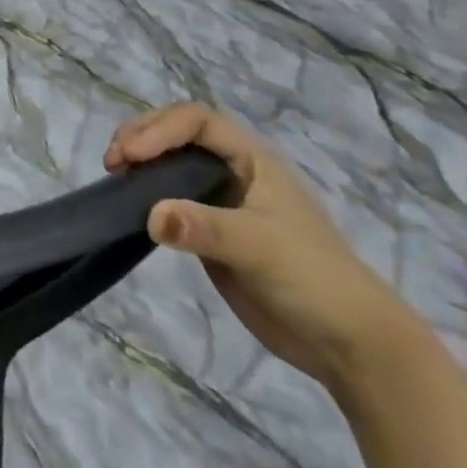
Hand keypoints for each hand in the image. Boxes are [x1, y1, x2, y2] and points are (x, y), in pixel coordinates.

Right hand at [105, 102, 416, 392]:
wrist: (352, 347)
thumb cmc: (314, 280)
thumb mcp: (259, 247)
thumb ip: (204, 228)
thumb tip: (151, 215)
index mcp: (252, 159)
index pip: (196, 120)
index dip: (160, 129)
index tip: (132, 155)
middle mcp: (234, 170)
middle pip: (177, 132)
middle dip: (142, 136)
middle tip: (114, 160)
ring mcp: (221, 201)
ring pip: (171, 162)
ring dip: (140, 160)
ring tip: (114, 174)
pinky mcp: (211, 232)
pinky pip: (170, 199)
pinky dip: (146, 193)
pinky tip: (130, 203)